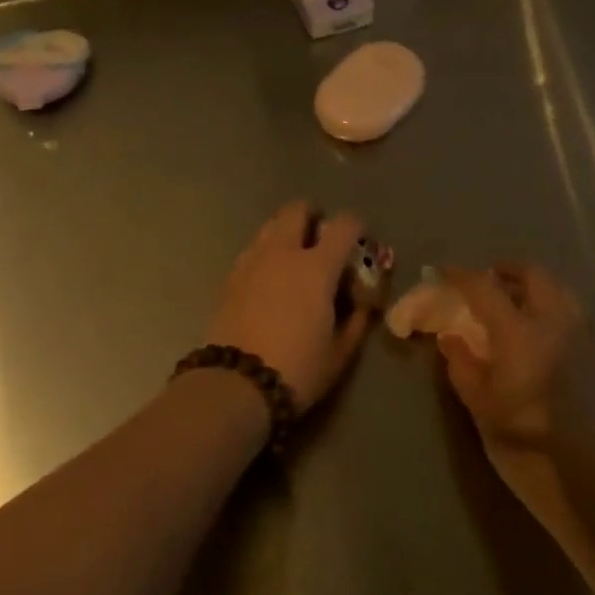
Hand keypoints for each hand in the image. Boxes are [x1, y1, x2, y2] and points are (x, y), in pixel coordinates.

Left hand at [205, 202, 371, 409]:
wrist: (235, 384)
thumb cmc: (296, 370)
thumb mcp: (339, 354)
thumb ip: (356, 322)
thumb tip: (363, 305)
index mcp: (317, 267)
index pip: (344, 225)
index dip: (357, 227)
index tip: (361, 241)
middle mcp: (284, 252)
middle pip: (298, 209)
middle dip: (313, 216)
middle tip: (321, 238)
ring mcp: (253, 260)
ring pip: (271, 225)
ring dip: (286, 230)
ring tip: (294, 258)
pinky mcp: (230, 275)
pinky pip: (253, 248)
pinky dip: (266, 252)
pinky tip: (269, 278)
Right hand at [437, 262, 586, 453]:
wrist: (587, 482)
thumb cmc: (524, 443)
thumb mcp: (479, 405)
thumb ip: (462, 364)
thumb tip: (450, 336)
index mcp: (519, 332)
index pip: (484, 288)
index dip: (461, 276)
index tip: (443, 272)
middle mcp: (554, 323)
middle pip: (532, 275)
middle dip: (507, 271)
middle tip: (488, 279)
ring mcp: (581, 337)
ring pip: (558, 291)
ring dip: (534, 287)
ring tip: (515, 302)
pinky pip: (572, 314)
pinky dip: (552, 308)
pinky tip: (540, 332)